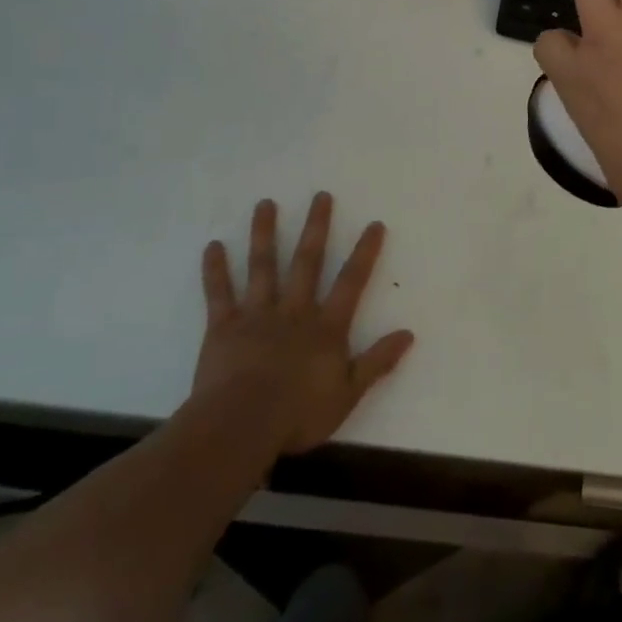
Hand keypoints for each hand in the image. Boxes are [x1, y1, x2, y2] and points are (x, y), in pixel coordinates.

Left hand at [191, 192, 414, 459]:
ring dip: (264, 233)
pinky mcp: (224, 327)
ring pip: (263, 267)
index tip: (374, 224)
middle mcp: (294, 311)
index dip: (364, 252)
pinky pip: (219, 293)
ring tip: (265, 203)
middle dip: (316, 227)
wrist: (241, 426)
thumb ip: (377, 362)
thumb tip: (408, 334)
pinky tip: (213, 246)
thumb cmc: (298, 414)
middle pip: (307, 261)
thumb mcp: (348, 393)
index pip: (351, 282)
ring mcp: (257, 315)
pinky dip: (216, 269)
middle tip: (320, 196)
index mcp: (326, 327)